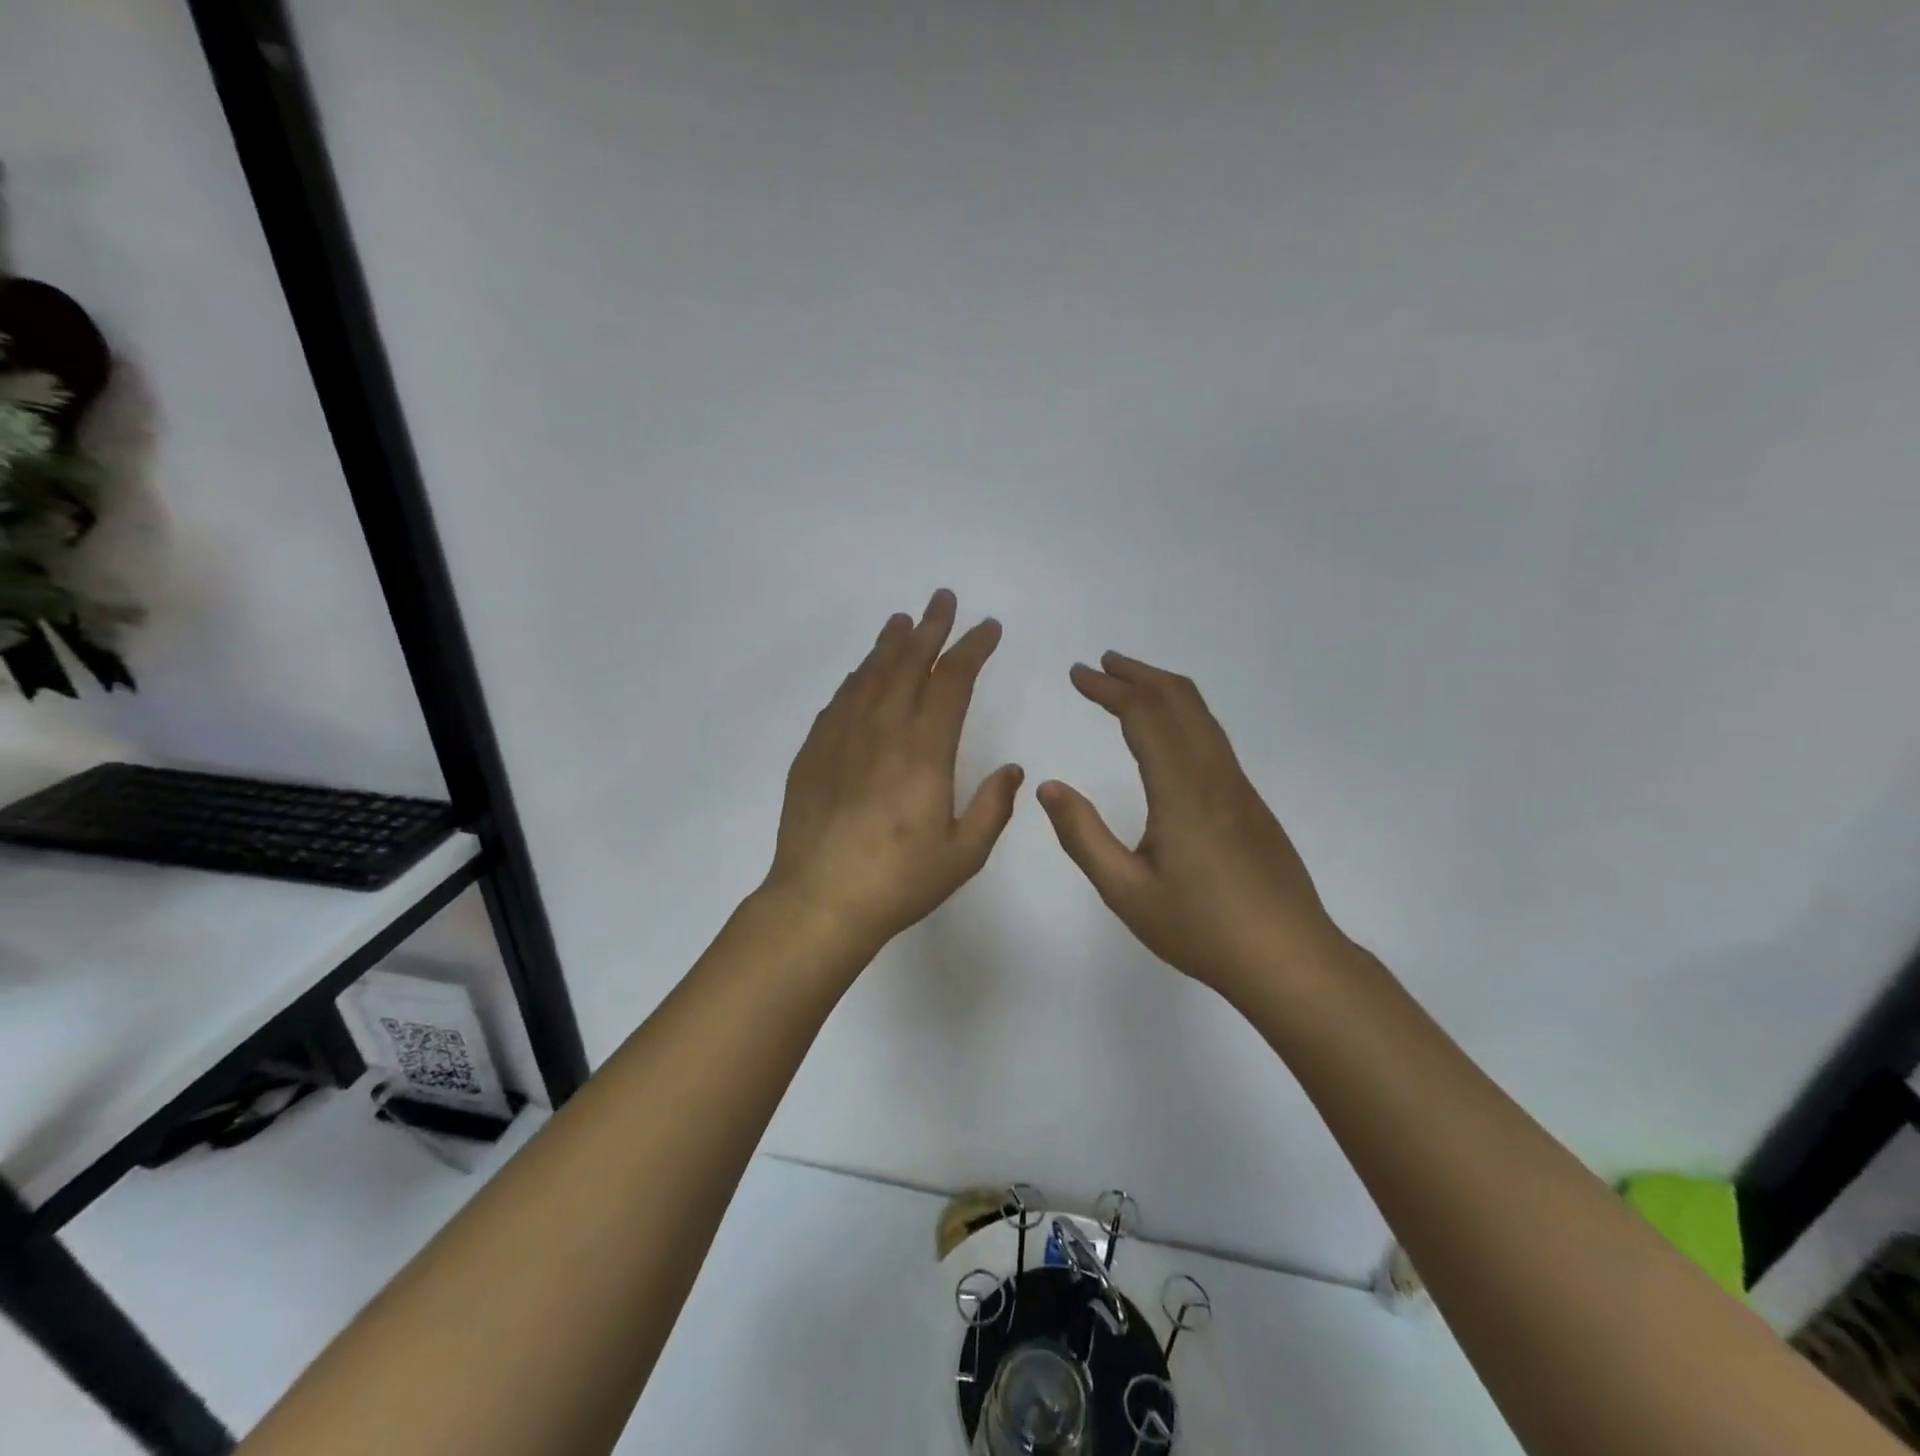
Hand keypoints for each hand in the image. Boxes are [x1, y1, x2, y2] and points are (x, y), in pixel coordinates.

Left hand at [763, 590, 1023, 960]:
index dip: (972, 648)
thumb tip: (1012, 769)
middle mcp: (882, 730)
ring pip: (869, 674)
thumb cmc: (899, 881)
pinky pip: (839, 700)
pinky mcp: (813, 752)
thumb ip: (993, 807)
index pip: (952, 681)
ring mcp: (841, 737)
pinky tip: (861, 672)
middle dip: (931, 628)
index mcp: (924, 750)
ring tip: (903, 621)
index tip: (987, 628)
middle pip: (908, 663)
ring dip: (890, 644)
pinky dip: (856, 677)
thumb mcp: (964, 853)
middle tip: (943, 599)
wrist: (819, 901)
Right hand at [1037, 652, 1347, 1001]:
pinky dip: (1182, 714)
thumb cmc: (1201, 929)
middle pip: (1180, 700)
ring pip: (1202, 716)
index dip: (1109, 688)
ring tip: (1128, 686)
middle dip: (1137, 674)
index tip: (1078, 673)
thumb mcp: (1126, 892)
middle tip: (1100, 664)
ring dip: (1163, 690)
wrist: (1290, 959)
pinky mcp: (1251, 803)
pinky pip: (1213, 737)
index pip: (1144, 716)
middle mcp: (1215, 775)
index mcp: (1182, 791)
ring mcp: (1239, 787)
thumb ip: (1083, 836)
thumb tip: (1049, 786)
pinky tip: (1166, 734)